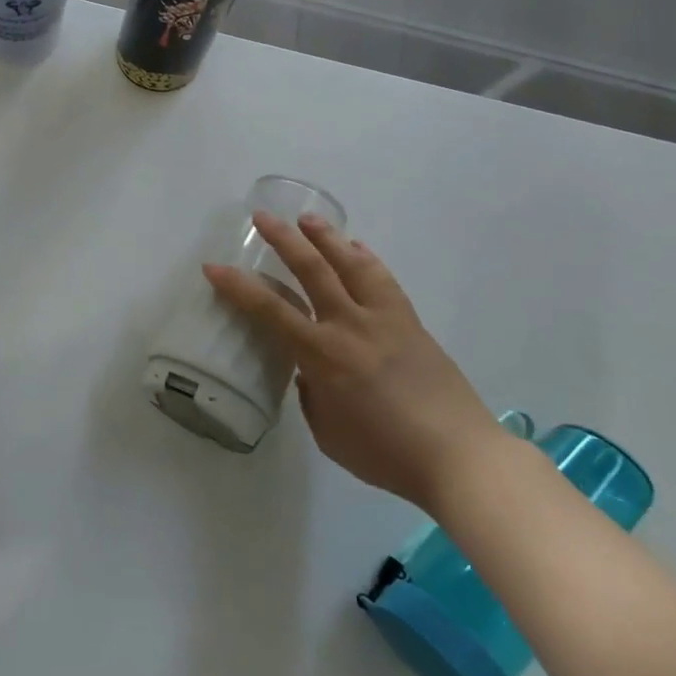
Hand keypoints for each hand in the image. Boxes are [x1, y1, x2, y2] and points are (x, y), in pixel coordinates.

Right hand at [202, 212, 500, 511]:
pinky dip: (366, 259)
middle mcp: (351, 326)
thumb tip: (311, 372)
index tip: (213, 267)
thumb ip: (312, 395)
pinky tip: (358, 249)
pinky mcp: (411, 323)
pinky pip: (384, 280)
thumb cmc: (386, 454)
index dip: (238, 287)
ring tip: (308, 218)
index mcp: (323, 356)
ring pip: (352, 265)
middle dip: (283, 240)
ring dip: (327, 238)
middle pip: (312, 271)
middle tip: (262, 217)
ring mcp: (385, 320)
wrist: (461, 458)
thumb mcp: (329, 433)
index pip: (270, 311)